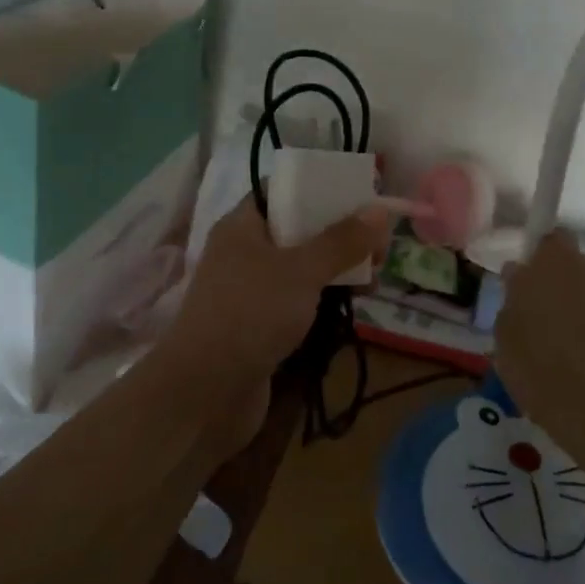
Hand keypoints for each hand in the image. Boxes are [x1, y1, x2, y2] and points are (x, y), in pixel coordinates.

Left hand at [168, 196, 390, 389]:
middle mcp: (245, 253)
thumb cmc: (251, 314)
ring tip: (375, 276)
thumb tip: (379, 211)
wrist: (205, 394)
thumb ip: (341, 241)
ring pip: (302, 268)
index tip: (359, 197)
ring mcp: (252, 292)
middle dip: (340, 234)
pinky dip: (325, 298)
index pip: (282, 192)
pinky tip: (355, 303)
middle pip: (299, 231)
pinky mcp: (261, 326)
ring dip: (338, 268)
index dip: (320, 189)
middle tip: (379, 246)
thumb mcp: (301, 270)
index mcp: (243, 226)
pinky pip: (300, 300)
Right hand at [493, 229, 584, 445]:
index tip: (523, 277)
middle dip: (556, 276)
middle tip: (535, 306)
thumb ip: (512, 295)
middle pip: (571, 261)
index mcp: (554, 260)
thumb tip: (519, 275)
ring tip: (557, 333)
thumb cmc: (536, 363)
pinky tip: (577, 350)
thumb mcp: (505, 330)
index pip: (548, 237)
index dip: (536, 254)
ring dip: (575, 298)